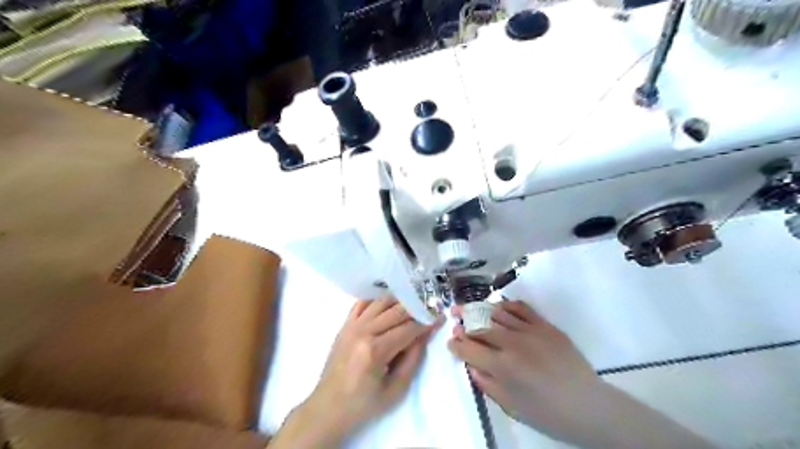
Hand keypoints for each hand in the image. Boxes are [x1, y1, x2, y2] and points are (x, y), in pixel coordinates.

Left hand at [272, 296, 439, 445]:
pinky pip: (362, 303)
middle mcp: (363, 331)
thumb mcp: (396, 388)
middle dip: (416, 309)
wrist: (329, 406)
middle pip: (396, 311)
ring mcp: (352, 325)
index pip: (408, 329)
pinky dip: (376, 299)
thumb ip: (413, 358)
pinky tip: (388, 302)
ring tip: (413, 302)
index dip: (426, 323)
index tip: (439, 318)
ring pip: (380, 302)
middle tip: (429, 308)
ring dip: (399, 300)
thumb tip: (424, 334)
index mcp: (375, 350)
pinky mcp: (345, 325)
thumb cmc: (364, 402)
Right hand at [448, 299, 596, 438]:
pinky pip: (521, 307)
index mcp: (503, 367)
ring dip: (479, 310)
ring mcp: (530, 331)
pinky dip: (505, 305)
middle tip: (454, 318)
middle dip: (463, 322)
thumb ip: (487, 383)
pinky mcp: (545, 325)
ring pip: (497, 313)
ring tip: (468, 308)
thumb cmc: (548, 412)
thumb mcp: (511, 406)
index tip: (451, 342)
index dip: (456, 345)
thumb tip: (471, 365)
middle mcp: (513, 343)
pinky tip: (497, 307)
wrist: (588, 405)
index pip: (470, 349)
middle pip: (480, 327)